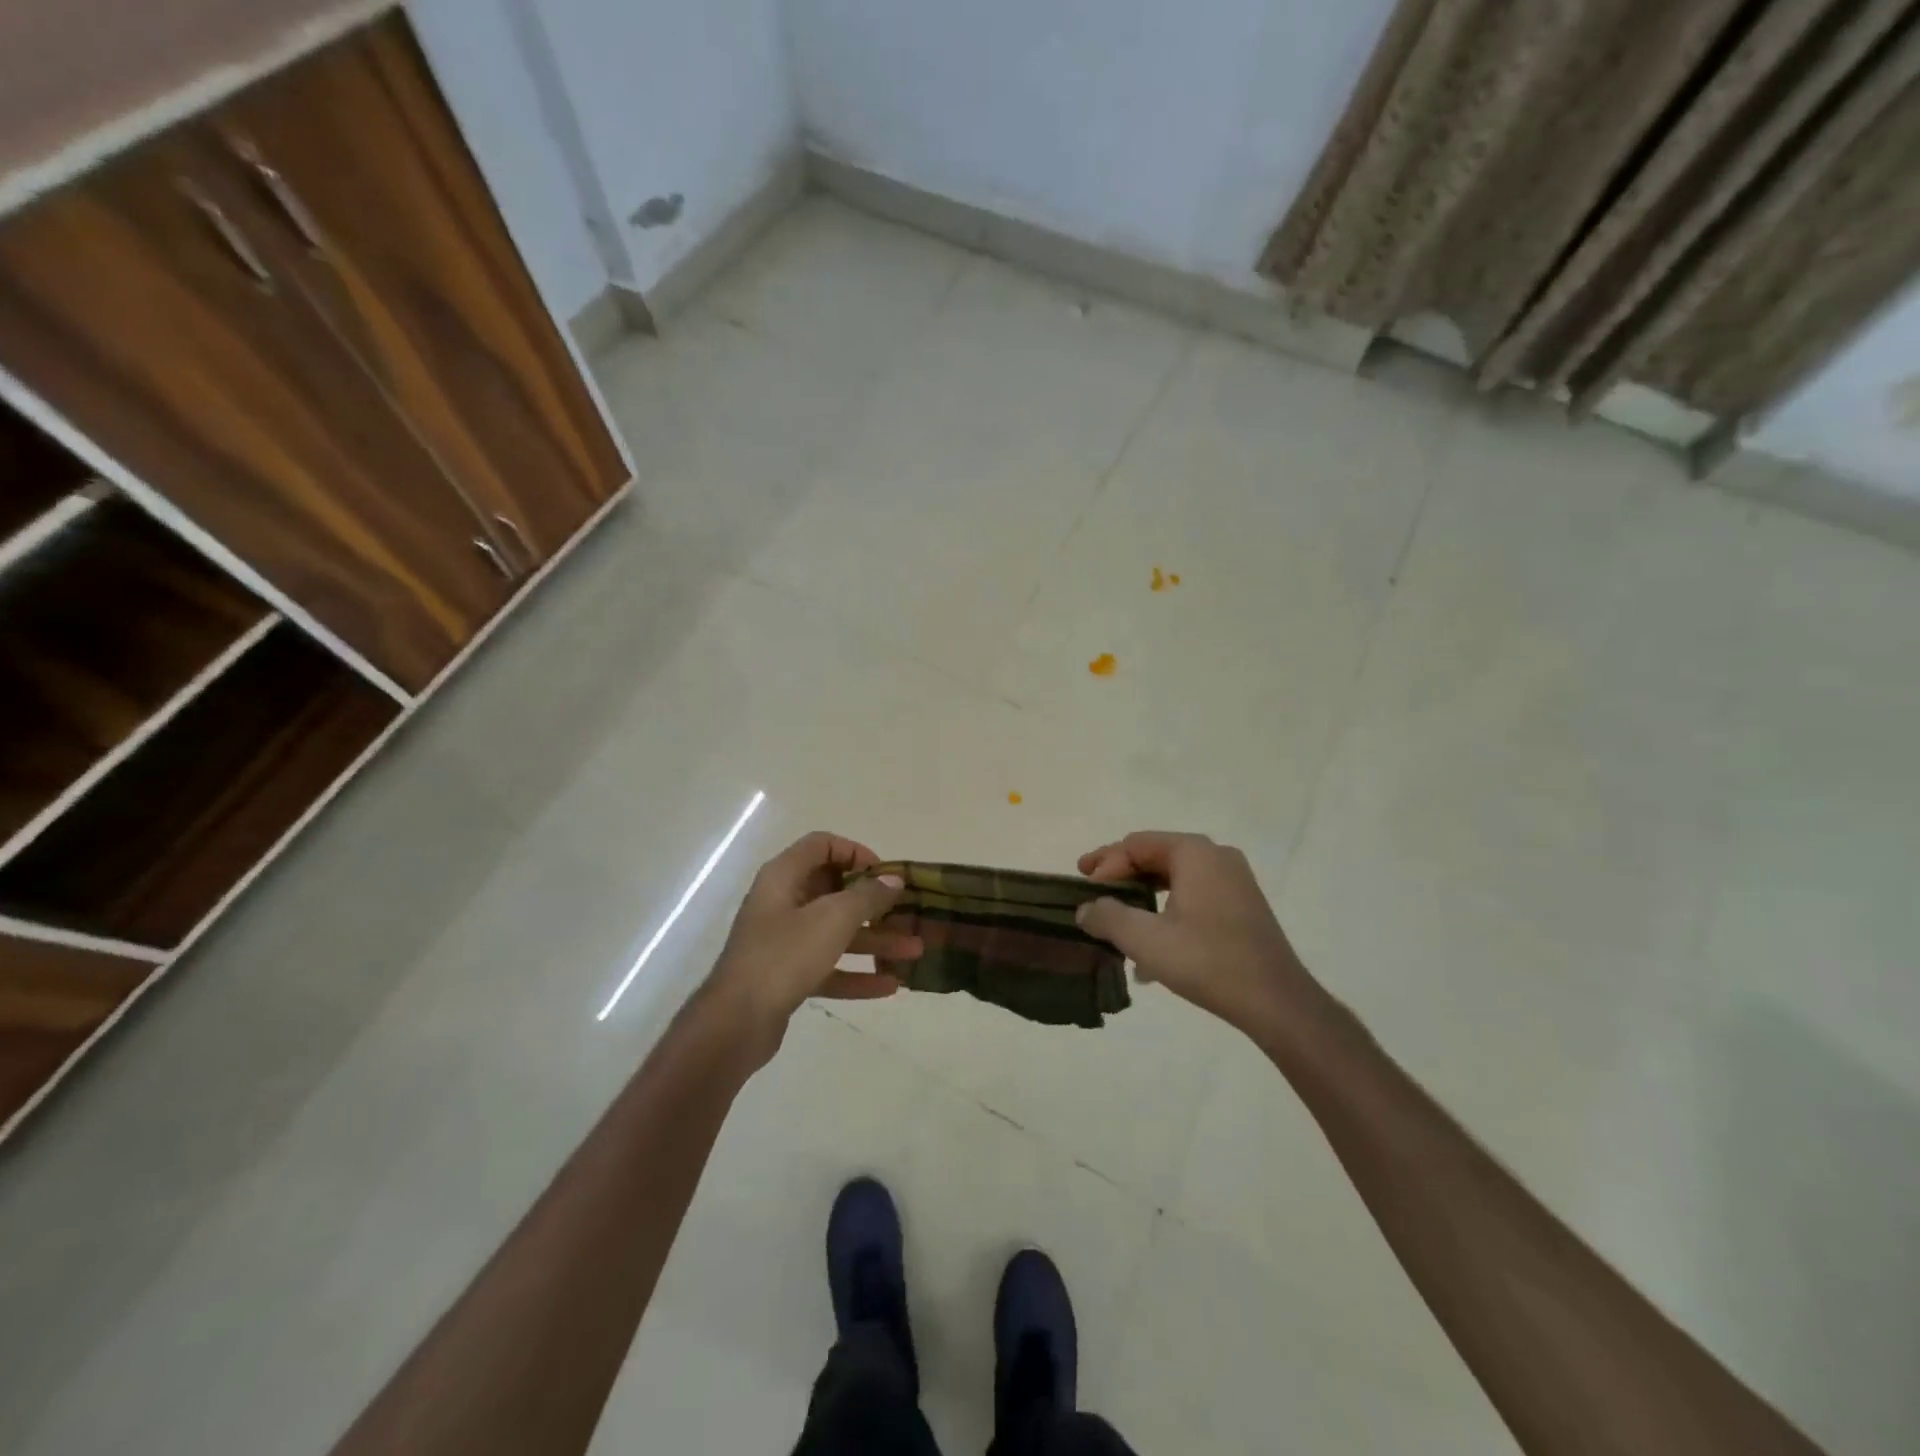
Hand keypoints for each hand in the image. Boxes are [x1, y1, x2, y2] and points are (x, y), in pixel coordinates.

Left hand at [704, 832, 921, 1060]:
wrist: (736, 1022)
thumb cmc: (784, 955)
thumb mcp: (833, 919)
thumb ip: (867, 897)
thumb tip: (893, 881)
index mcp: (784, 876)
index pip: (822, 846)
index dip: (856, 853)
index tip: (885, 875)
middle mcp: (782, 902)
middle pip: (834, 891)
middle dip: (875, 905)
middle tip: (908, 914)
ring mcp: (782, 941)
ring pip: (836, 932)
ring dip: (875, 940)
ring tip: (914, 951)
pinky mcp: (786, 976)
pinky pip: (828, 967)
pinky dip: (856, 974)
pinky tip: (890, 987)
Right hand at [1076, 831, 1332, 1038]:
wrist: (1276, 1001)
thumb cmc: (1206, 960)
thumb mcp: (1144, 939)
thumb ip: (1107, 916)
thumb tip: (1085, 909)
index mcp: (1194, 852)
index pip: (1135, 845)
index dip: (1105, 865)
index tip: (1084, 891)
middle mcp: (1216, 856)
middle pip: (1155, 856)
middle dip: (1121, 878)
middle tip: (1092, 894)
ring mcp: (1234, 881)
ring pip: (1174, 879)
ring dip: (1142, 899)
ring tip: (1117, 924)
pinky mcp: (1242, 907)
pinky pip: (1193, 897)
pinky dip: (1167, 912)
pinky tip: (1152, 951)